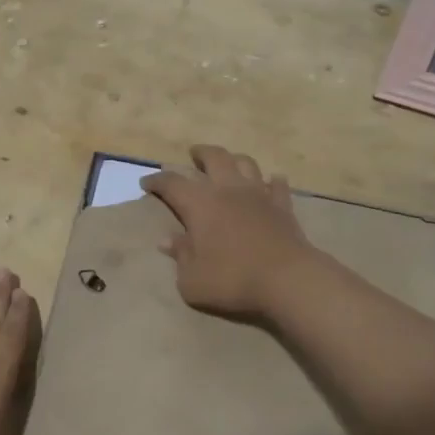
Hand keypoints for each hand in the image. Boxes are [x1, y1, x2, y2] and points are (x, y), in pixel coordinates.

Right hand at [141, 145, 318, 321]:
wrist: (287, 280)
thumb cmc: (233, 279)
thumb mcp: (192, 280)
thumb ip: (180, 257)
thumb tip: (168, 241)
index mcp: (199, 204)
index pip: (171, 182)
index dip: (156, 180)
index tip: (147, 183)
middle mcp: (227, 190)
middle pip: (214, 157)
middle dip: (200, 153)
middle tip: (193, 154)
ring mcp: (258, 194)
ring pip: (245, 163)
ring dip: (234, 160)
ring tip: (228, 164)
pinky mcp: (283, 206)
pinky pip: (277, 185)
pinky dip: (271, 181)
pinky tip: (271, 182)